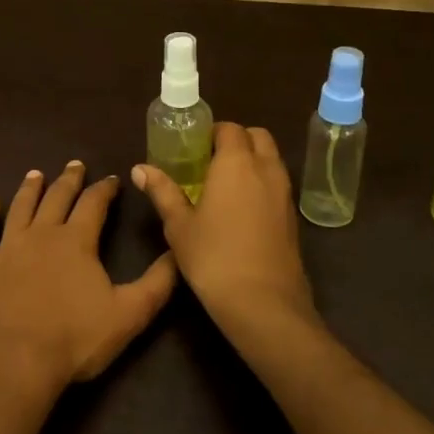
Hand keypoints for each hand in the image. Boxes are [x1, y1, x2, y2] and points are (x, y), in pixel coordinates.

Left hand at [0, 161, 177, 396]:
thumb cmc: (73, 339)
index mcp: (77, 241)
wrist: (12, 362)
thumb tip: (177, 252)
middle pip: (57, 197)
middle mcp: (42, 233)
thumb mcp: (129, 315)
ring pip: (21, 206)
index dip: (104, 189)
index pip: (94, 204)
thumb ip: (157, 283)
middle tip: (75, 165)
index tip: (112, 179)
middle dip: (69, 179)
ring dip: (30, 188)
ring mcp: (8, 246)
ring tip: (36, 174)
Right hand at [133, 122, 315, 327]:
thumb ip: (162, 192)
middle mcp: (266, 170)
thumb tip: (140, 169)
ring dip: (252, 161)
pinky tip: (241, 210)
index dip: (212, 133)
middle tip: (210, 161)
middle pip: (258, 137)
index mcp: (236, 163)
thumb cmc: (213, 258)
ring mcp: (285, 194)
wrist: (264, 304)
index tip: (193, 148)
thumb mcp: (179, 225)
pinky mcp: (293, 218)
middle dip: (237, 141)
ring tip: (223, 185)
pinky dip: (262, 184)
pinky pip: (278, 185)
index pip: (229, 129)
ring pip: (271, 160)